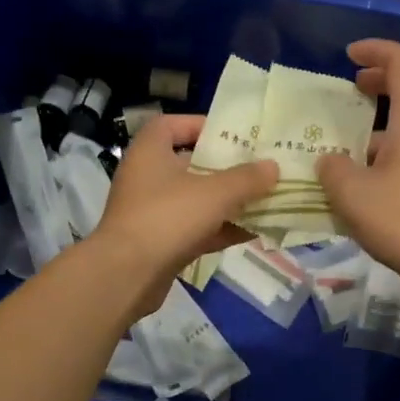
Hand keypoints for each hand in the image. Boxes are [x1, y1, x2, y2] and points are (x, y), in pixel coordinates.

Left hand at [89, 114, 277, 307]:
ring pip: (195, 200)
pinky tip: (252, 232)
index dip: (202, 125)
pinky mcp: (159, 242)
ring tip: (264, 199)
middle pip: (190, 164)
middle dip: (225, 167)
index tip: (233, 134)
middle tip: (258, 167)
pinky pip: (195, 229)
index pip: (172, 125)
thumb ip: (247, 178)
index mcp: (150, 151)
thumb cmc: (168, 218)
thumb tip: (273, 167)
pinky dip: (220, 229)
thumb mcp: (215, 193)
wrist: (126, 275)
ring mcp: (152, 212)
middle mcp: (147, 177)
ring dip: (227, 201)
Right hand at [316, 39, 399, 291]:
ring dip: (384, 120)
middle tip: (353, 87)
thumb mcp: (352, 193)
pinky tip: (369, 177)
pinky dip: (392, 148)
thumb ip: (333, 169)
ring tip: (350, 140)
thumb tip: (330, 161)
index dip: (377, 50)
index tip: (350, 55)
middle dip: (382, 80)